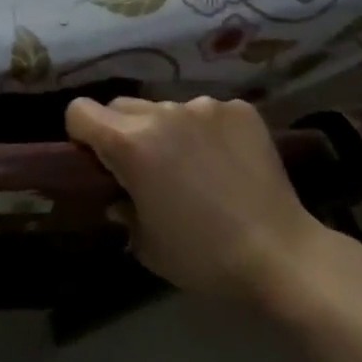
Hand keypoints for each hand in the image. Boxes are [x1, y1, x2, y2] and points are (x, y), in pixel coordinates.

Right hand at [65, 95, 325, 306]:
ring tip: (194, 168)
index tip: (97, 161)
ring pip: (166, 109)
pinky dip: (207, 131)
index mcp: (130, 143)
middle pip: (120, 106)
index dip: (81, 135)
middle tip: (144, 169)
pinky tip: (227, 163)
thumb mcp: (145, 244)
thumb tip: (120, 195)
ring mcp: (205, 106)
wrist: (281, 255)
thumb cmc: (203, 256)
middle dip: (121, 131)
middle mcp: (163, 113)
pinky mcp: (240, 110)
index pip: (79, 111)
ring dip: (167, 131)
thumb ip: (121, 209)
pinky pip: (207, 112)